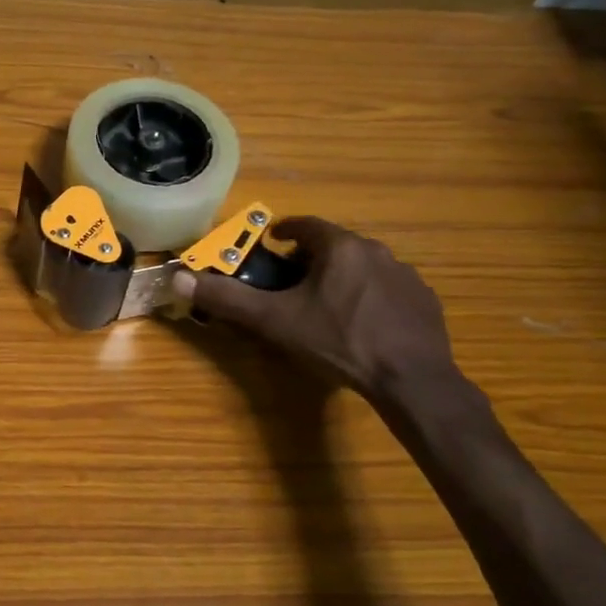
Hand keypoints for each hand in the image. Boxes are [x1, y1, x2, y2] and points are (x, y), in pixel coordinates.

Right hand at [171, 217, 456, 400]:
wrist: (410, 379)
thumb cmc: (337, 341)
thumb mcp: (275, 321)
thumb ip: (228, 298)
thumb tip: (180, 279)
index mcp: (340, 248)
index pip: (306, 226)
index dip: (285, 232)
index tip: (272, 242)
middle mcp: (376, 251)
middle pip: (335, 245)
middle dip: (311, 258)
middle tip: (292, 281)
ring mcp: (406, 276)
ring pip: (364, 267)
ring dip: (344, 277)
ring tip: (326, 305)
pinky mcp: (425, 301)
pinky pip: (389, 290)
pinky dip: (371, 298)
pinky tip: (363, 325)